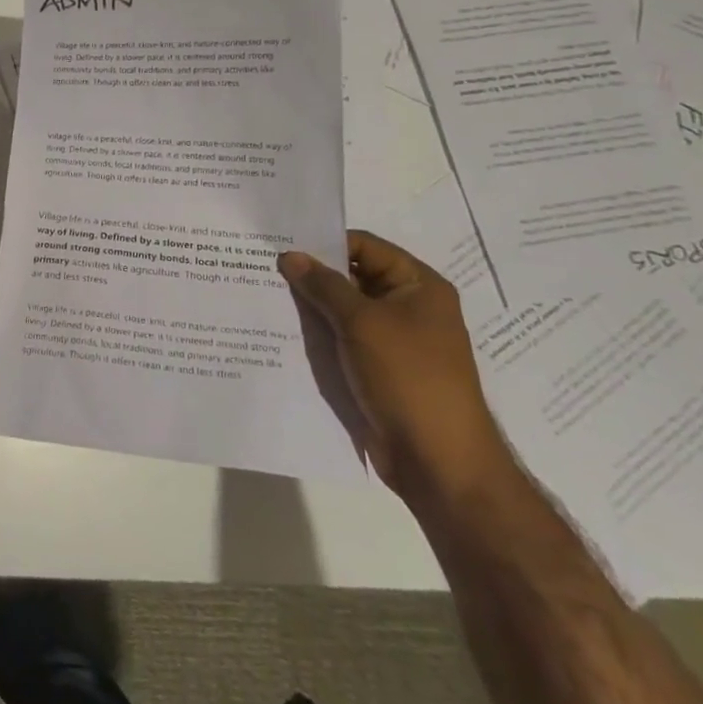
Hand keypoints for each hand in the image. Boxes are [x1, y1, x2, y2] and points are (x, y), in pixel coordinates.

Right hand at [279, 231, 513, 506]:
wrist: (438, 461)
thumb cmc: (408, 377)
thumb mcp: (362, 322)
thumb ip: (323, 285)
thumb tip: (289, 255)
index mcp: (419, 286)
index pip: (366, 246)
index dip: (326, 243)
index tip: (282, 243)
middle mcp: (409, 307)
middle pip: (353, 276)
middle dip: (313, 275)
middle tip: (264, 266)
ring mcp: (394, 341)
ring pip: (343, 311)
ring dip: (311, 306)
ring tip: (265, 294)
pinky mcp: (378, 369)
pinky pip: (342, 340)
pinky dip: (318, 334)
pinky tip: (282, 329)